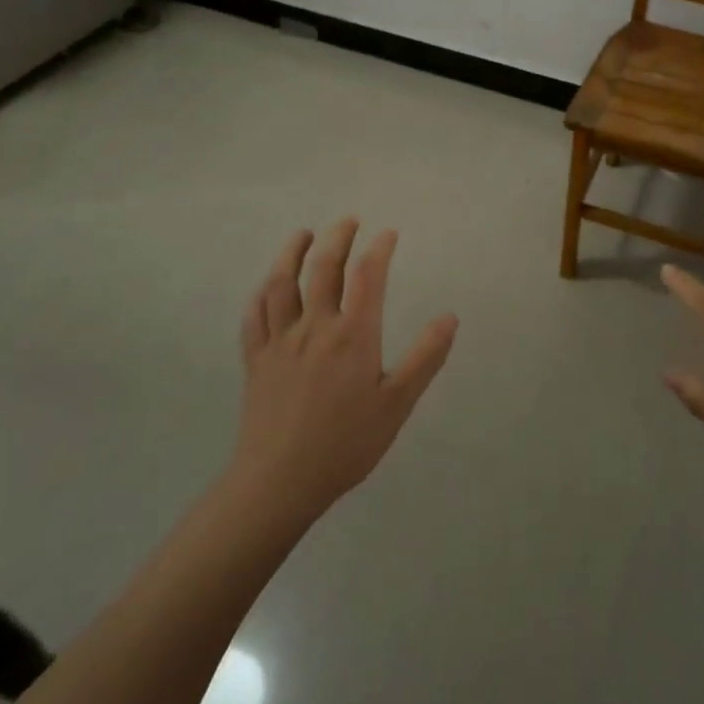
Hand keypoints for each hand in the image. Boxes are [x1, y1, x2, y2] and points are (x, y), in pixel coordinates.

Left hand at [226, 220, 457, 521]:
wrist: (279, 482)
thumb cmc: (346, 443)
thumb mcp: (398, 403)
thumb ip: (425, 357)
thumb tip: (450, 317)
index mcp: (352, 335)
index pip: (367, 276)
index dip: (379, 249)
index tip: (389, 233)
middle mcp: (314, 327)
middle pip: (322, 269)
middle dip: (336, 238)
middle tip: (348, 221)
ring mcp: (279, 342)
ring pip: (281, 284)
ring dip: (291, 253)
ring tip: (302, 235)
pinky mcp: (255, 361)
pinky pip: (254, 316)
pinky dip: (262, 294)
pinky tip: (266, 287)